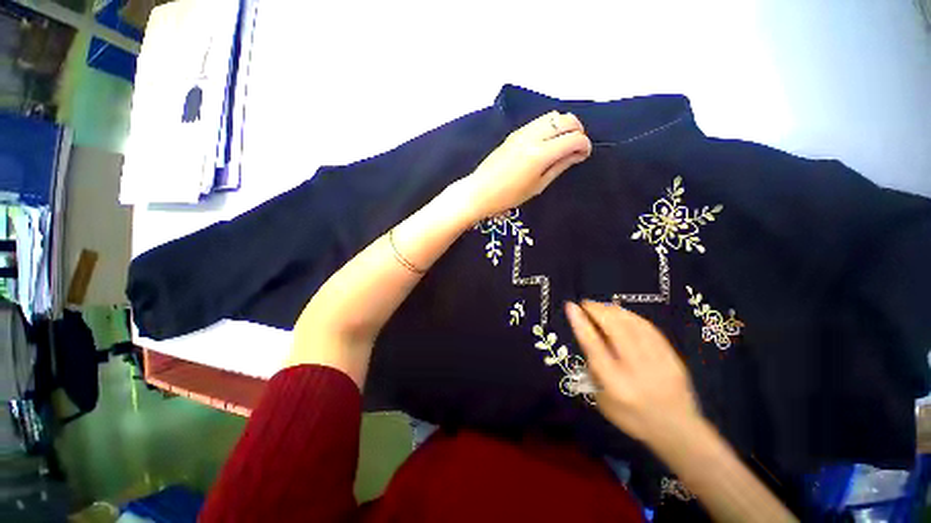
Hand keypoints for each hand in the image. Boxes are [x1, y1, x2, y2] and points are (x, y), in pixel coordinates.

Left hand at [457, 111, 591, 219]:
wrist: (479, 191)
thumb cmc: (508, 196)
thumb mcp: (537, 186)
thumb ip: (559, 167)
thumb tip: (577, 154)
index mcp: (540, 154)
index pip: (574, 138)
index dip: (585, 145)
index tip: (584, 155)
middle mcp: (533, 137)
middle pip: (567, 119)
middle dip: (578, 130)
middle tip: (576, 147)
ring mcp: (522, 132)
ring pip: (553, 115)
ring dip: (564, 125)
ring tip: (562, 143)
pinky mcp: (514, 133)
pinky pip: (539, 121)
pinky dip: (550, 125)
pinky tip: (547, 140)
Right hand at [565, 300, 701, 443]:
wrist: (677, 430)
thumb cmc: (632, 417)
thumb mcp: (602, 401)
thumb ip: (593, 370)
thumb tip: (589, 340)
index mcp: (614, 383)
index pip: (594, 346)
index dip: (581, 323)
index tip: (571, 306)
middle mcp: (635, 369)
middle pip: (615, 329)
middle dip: (597, 310)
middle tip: (586, 304)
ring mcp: (657, 361)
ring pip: (632, 324)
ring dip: (612, 310)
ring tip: (601, 306)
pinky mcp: (671, 356)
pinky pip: (649, 328)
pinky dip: (631, 316)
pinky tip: (622, 313)